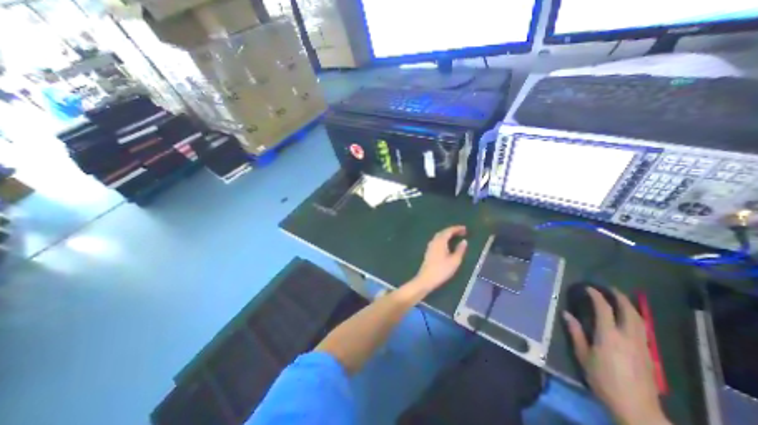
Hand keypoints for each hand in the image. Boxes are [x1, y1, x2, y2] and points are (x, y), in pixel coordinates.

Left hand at [411, 227, 464, 293]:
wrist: (426, 279)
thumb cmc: (442, 270)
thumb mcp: (455, 261)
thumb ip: (460, 250)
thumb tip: (464, 241)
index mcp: (440, 241)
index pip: (449, 231)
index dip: (457, 229)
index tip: (465, 228)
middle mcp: (434, 241)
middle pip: (443, 232)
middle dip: (452, 231)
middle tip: (462, 232)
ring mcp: (430, 246)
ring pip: (439, 236)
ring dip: (447, 235)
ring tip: (456, 236)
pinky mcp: (429, 251)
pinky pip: (437, 241)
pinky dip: (443, 239)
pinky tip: (447, 244)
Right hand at [562, 288, 667, 422]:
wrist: (636, 408)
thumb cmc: (603, 379)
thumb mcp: (583, 356)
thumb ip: (576, 333)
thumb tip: (566, 314)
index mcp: (609, 336)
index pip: (604, 309)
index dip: (596, 296)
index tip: (588, 288)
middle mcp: (628, 337)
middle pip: (629, 312)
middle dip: (620, 298)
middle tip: (610, 289)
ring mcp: (642, 346)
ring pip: (640, 320)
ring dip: (630, 307)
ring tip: (621, 299)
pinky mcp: (648, 354)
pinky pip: (643, 330)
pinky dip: (636, 318)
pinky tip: (630, 319)